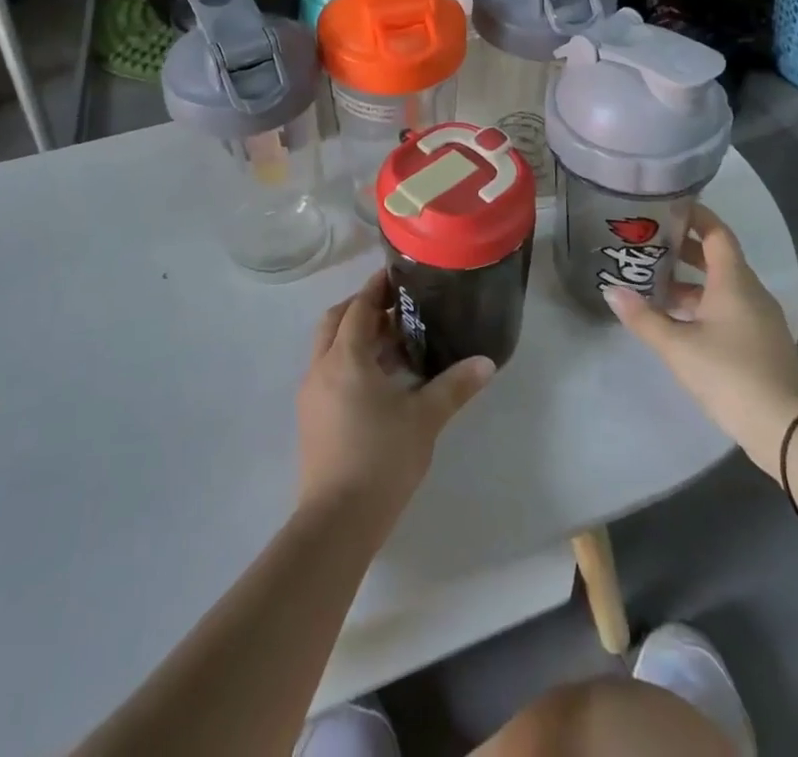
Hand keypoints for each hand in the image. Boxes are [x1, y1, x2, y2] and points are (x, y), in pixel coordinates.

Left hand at [295, 272, 494, 534]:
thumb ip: (455, 386)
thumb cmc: (382, 459)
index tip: (395, 275)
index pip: (358, 308)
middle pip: (336, 322)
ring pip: (330, 348)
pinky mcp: (311, 418)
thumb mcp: (425, 419)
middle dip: (362, 309)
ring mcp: (312, 394)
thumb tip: (486, 362)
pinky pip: (329, 373)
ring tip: (395, 345)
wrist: (337, 521)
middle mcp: (322, 367)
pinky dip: (350, 363)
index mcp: (346, 358)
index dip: (376, 289)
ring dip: (356, 338)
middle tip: (396, 309)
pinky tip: (379, 382)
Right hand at [605, 205, 797, 477]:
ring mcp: (759, 318)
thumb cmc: (731, 374)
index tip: (665, 208)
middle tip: (647, 244)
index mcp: (734, 281)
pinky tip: (677, 320)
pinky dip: (702, 305)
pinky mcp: (761, 342)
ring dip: (690, 282)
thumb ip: (643, 318)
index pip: (716, 233)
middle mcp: (750, 292)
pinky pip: (728, 309)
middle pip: (717, 258)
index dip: (694, 216)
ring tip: (653, 283)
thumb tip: (611, 290)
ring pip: (721, 287)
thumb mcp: (678, 346)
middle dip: (683, 250)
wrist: (788, 429)